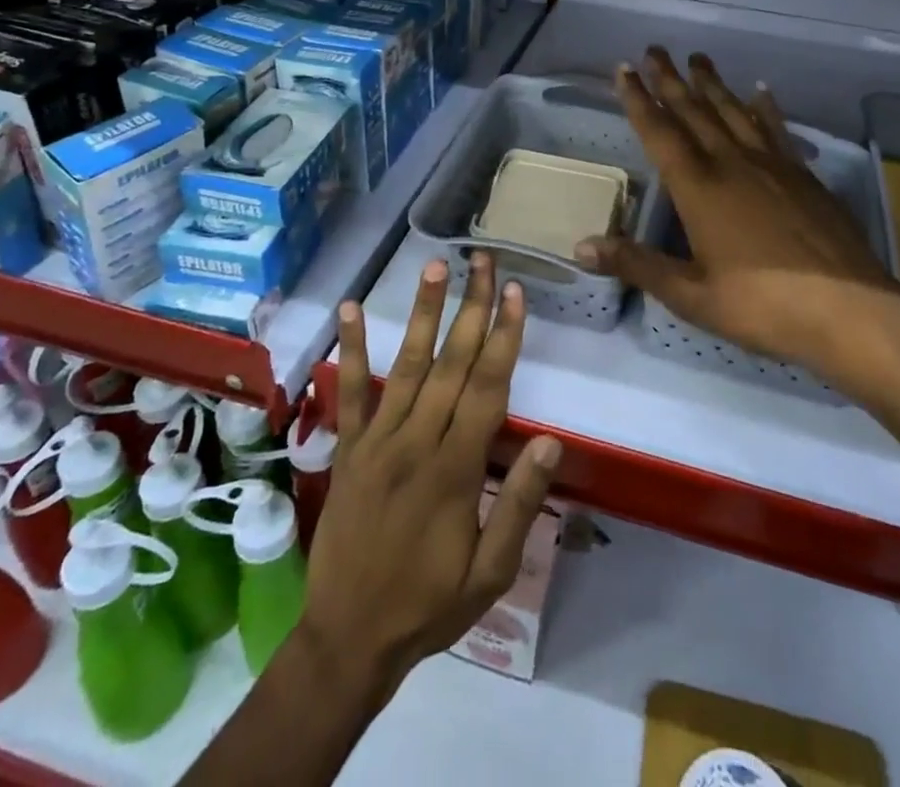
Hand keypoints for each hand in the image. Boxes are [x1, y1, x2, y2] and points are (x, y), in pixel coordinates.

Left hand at [303, 252, 561, 698]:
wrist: (348, 640)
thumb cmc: (429, 605)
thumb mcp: (490, 574)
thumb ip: (519, 505)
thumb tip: (551, 442)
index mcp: (455, 469)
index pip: (487, 387)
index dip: (503, 336)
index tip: (514, 292)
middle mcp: (416, 441)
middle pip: (451, 363)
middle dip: (471, 307)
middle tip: (483, 260)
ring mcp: (377, 440)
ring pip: (406, 364)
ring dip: (423, 312)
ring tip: (435, 266)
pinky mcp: (348, 448)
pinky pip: (349, 393)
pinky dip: (351, 349)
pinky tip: (349, 309)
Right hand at [578, 49, 899, 380]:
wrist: (849, 310)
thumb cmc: (762, 306)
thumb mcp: (691, 294)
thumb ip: (637, 265)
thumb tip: (581, 248)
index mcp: (699, 188)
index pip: (660, 133)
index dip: (638, 100)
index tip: (625, 68)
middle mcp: (732, 164)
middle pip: (695, 111)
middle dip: (671, 80)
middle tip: (655, 49)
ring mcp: (772, 165)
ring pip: (734, 112)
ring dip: (713, 84)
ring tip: (698, 59)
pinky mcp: (803, 175)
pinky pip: (777, 129)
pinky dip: (766, 107)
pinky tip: (761, 90)